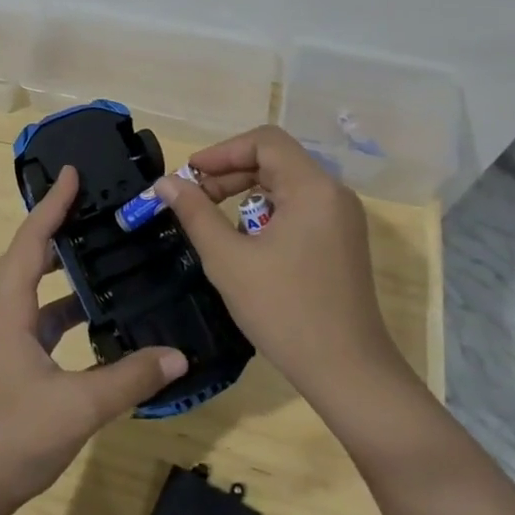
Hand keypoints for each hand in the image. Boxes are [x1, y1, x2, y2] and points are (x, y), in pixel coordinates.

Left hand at [0, 167, 186, 514]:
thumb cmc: (11, 439)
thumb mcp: (78, 407)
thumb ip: (129, 379)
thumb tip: (178, 354)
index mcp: (8, 314)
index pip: (28, 245)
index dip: (50, 207)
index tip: (71, 175)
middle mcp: (1, 320)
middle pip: (25, 259)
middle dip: (54, 229)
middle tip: (90, 209)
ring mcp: (4, 345)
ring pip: (32, 292)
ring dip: (60, 270)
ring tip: (99, 254)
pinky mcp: (12, 367)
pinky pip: (40, 322)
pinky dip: (64, 310)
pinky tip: (95, 319)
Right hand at [155, 125, 411, 405]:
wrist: (348, 372)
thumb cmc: (285, 311)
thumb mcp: (228, 260)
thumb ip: (195, 214)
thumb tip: (166, 183)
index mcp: (313, 188)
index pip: (265, 142)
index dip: (223, 151)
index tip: (190, 174)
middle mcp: (333, 194)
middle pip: (276, 161)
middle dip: (230, 173)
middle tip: (193, 198)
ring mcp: (342, 219)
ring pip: (286, 186)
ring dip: (246, 194)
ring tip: (214, 222)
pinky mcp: (341, 242)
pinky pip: (299, 209)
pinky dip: (267, 214)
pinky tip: (246, 244)